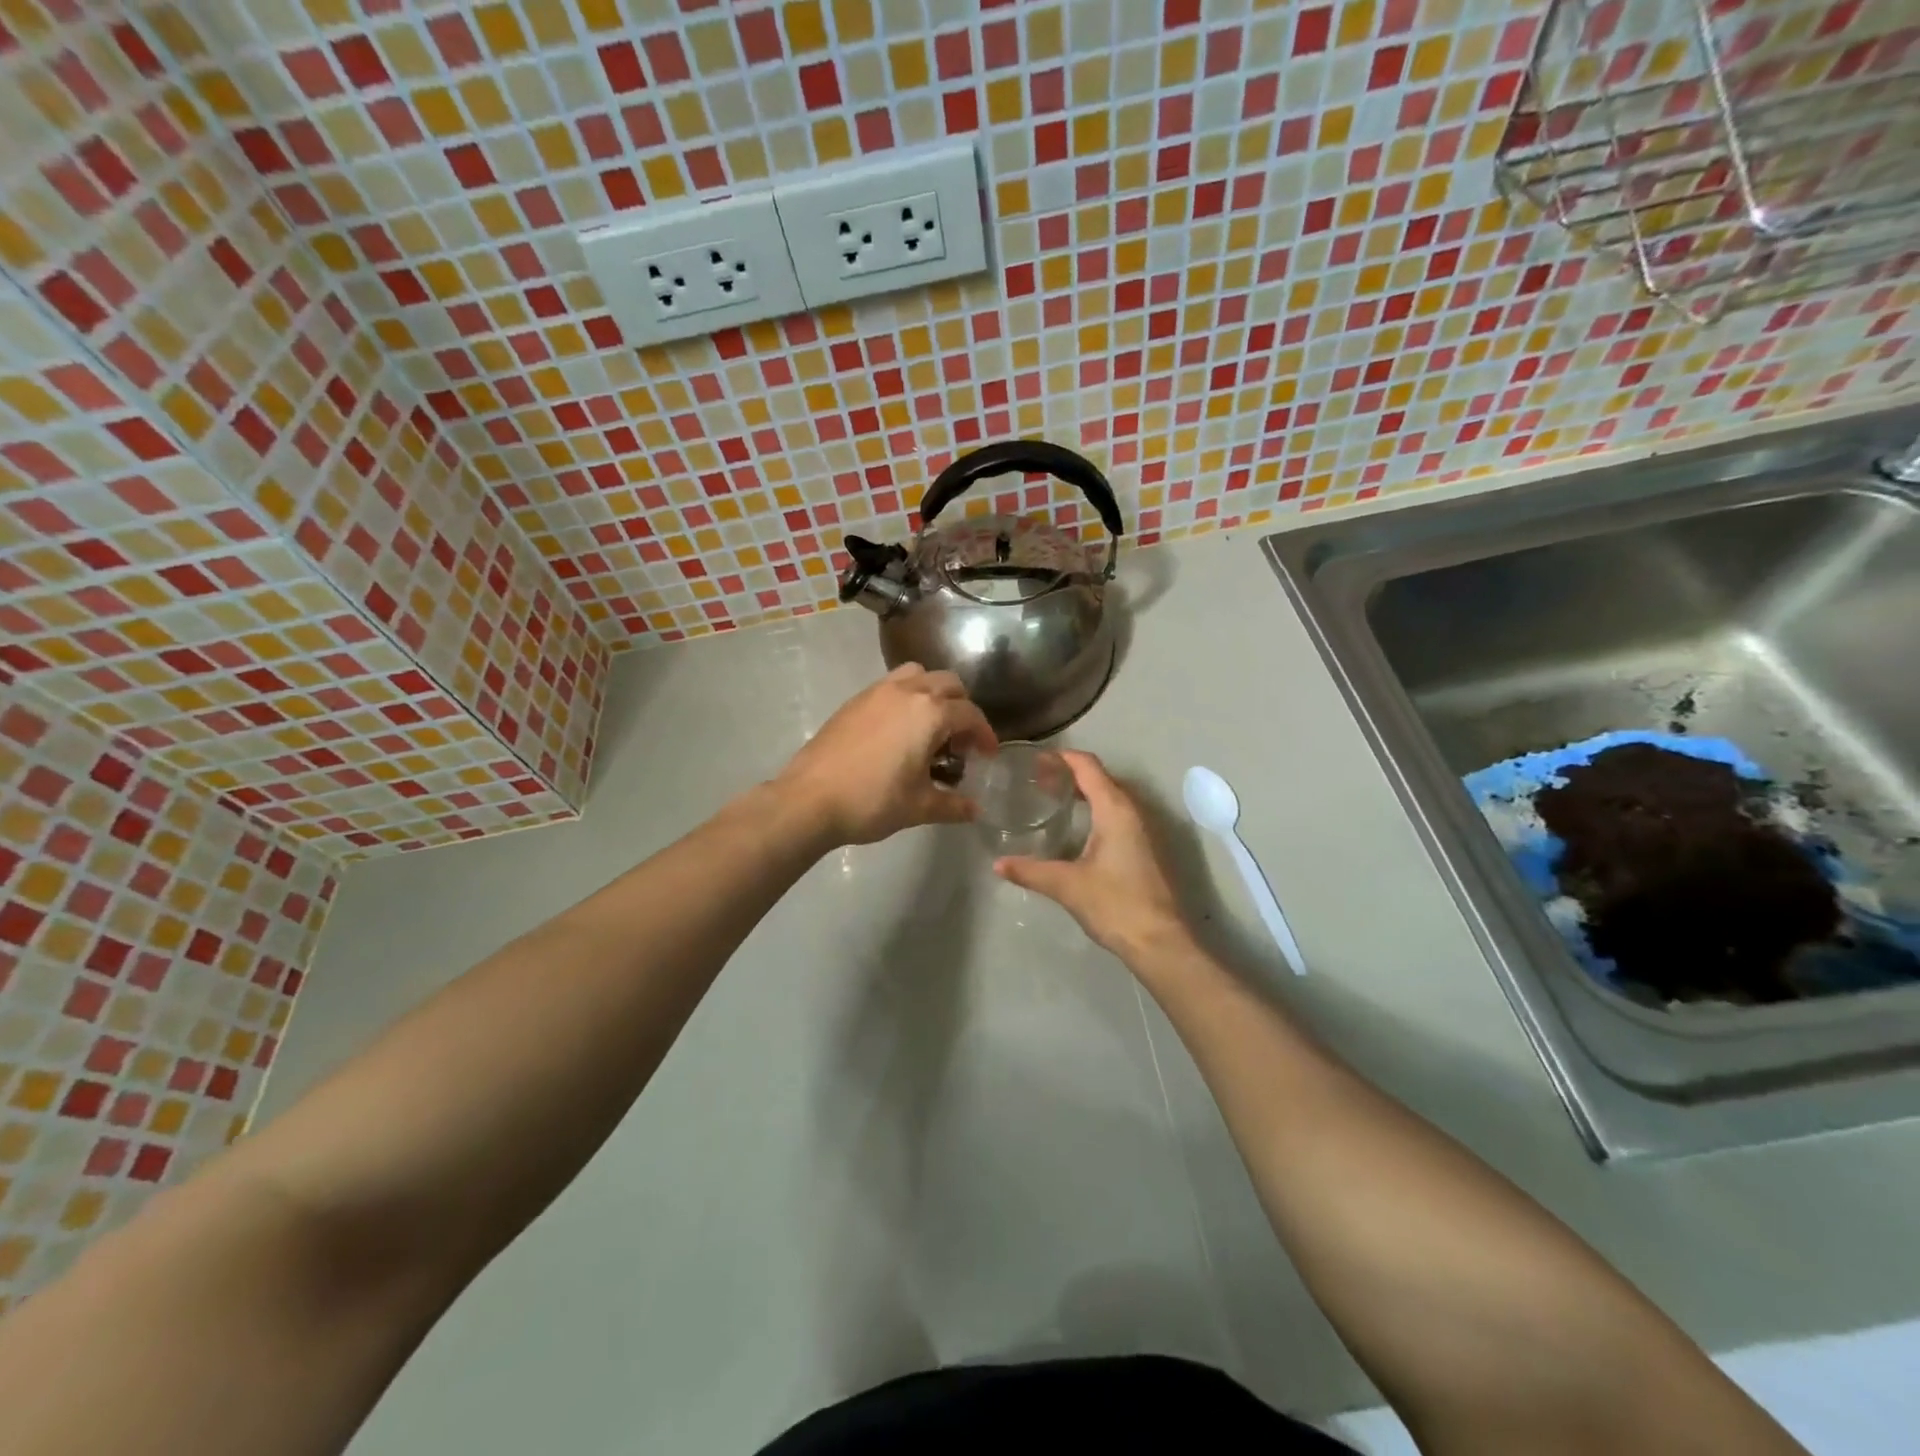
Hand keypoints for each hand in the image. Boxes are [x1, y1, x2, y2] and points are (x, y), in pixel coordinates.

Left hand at [773, 665, 996, 846]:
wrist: (809, 799)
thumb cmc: (872, 802)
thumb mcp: (919, 807)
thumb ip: (953, 804)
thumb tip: (975, 810)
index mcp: (929, 713)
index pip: (970, 715)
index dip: (985, 735)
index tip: (988, 755)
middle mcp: (907, 691)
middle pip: (948, 684)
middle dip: (962, 708)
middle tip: (960, 742)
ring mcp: (876, 692)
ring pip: (917, 675)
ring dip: (933, 693)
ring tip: (930, 727)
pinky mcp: (854, 701)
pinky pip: (891, 685)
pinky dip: (906, 697)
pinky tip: (898, 732)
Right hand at [994, 751, 1191, 960]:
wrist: (1159, 941)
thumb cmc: (1114, 904)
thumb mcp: (1066, 885)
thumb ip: (1030, 871)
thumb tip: (997, 864)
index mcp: (1115, 809)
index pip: (1087, 766)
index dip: (1061, 758)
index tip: (1034, 760)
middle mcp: (1132, 811)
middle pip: (1099, 777)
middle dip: (1068, 774)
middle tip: (1035, 781)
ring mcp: (1142, 829)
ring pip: (1110, 796)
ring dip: (1083, 792)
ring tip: (1051, 799)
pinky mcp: (1144, 848)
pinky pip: (1116, 814)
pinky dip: (1094, 809)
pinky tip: (1075, 829)